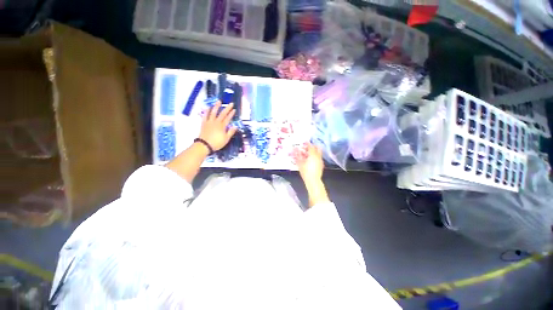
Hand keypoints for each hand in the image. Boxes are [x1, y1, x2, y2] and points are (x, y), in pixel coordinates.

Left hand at [199, 101, 237, 150]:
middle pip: (222, 114)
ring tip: (219, 101)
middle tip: (230, 103)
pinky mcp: (204, 123)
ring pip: (213, 112)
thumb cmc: (217, 143)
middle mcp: (216, 122)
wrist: (205, 145)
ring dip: (216, 106)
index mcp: (222, 126)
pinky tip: (208, 107)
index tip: (234, 109)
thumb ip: (231, 132)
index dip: (231, 114)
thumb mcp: (226, 139)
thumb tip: (235, 126)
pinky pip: (205, 115)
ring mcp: (209, 122)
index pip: (228, 118)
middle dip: (227, 108)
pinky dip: (207, 111)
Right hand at [294, 143, 324, 183]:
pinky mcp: (321, 165)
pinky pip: (319, 158)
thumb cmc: (306, 171)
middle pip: (317, 148)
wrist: (313, 181)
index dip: (308, 143)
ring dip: (314, 151)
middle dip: (313, 146)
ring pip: (318, 153)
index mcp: (313, 155)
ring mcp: (320, 161)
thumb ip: (297, 155)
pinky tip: (311, 159)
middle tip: (308, 146)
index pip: (311, 147)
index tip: (305, 141)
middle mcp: (318, 156)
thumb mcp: (300, 163)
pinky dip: (315, 156)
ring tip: (309, 153)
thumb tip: (294, 149)